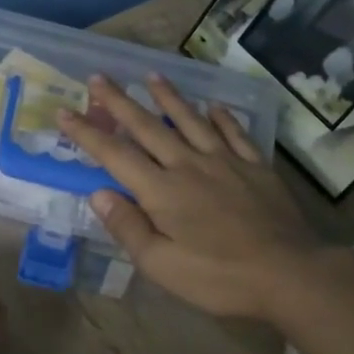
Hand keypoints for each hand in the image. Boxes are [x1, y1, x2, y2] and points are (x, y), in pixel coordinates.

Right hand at [57, 74, 328, 322]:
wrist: (289, 273)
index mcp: (162, 191)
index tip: (65, 112)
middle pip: (148, 127)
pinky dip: (221, 117)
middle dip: (120, 102)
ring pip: (190, 120)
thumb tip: (99, 193)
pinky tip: (214, 106)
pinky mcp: (255, 166)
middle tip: (100, 77)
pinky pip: (234, 132)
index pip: (115, 155)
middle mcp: (189, 165)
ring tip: (152, 75)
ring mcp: (225, 161)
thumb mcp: (162, 265)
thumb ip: (128, 227)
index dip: (87, 134)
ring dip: (168, 97)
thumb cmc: (219, 277)